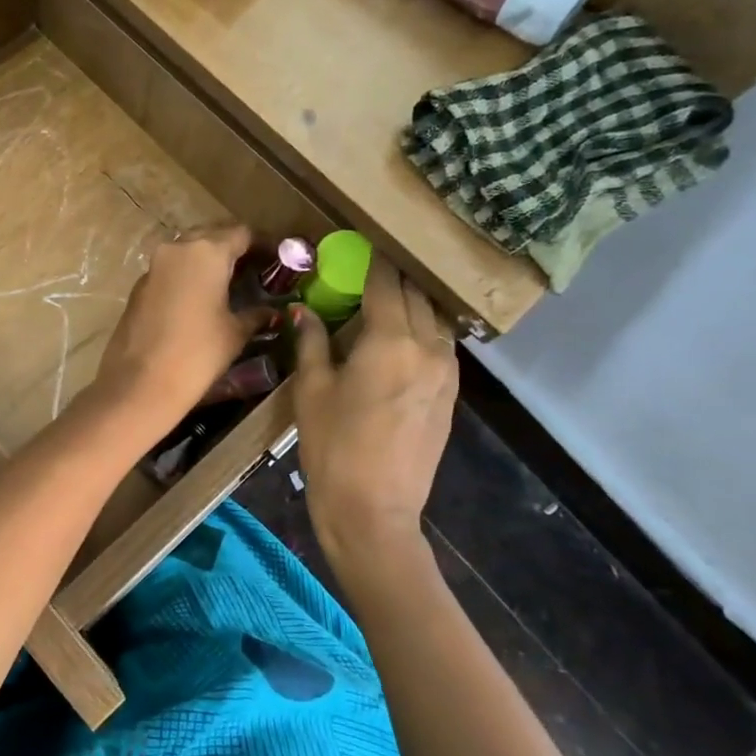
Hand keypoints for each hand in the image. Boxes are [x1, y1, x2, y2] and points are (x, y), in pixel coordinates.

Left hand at [94, 224, 266, 430]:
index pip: (242, 233)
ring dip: (209, 261)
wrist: (140, 383)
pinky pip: (170, 270)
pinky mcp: (139, 286)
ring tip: (230, 284)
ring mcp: (154, 265)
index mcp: (207, 252)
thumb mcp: (235, 333)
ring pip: (188, 251)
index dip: (264, 244)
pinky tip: (200, 298)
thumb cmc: (197, 354)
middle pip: (212, 235)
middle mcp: (178, 248)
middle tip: (255, 270)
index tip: (278, 261)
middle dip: (234, 248)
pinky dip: (188, 276)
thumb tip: (272, 311)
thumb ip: (256, 313)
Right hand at [291, 260, 457, 585]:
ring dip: (411, 305)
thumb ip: (312, 342)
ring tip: (382, 304)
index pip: (385, 283)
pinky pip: (440, 347)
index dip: (371, 260)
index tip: (357, 245)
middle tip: (365, 272)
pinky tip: (398, 342)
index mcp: (390, 341)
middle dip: (392, 278)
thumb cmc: (332, 447)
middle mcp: (427, 348)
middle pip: (416, 296)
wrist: (373, 509)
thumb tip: (304, 310)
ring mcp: (446, 373)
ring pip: (434, 320)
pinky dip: (421, 332)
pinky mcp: (451, 396)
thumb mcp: (312, 390)